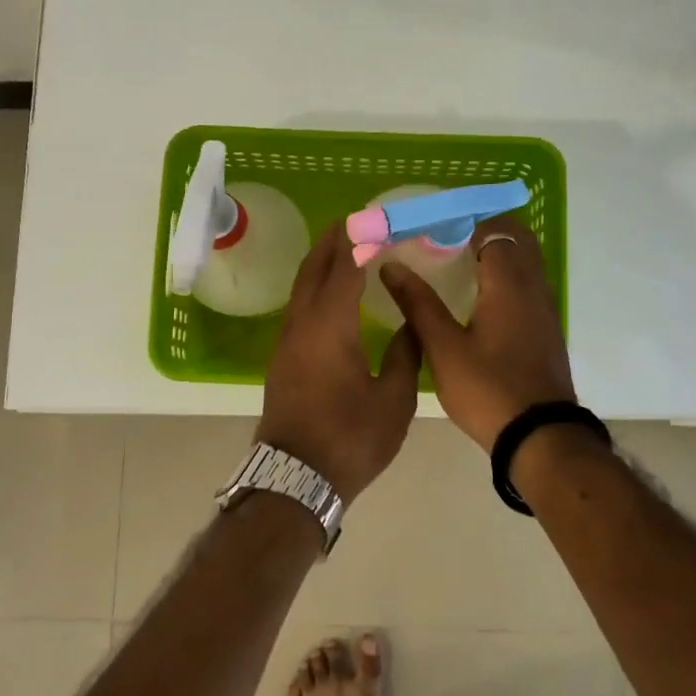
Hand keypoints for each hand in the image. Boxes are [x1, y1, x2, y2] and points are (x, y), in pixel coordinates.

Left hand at [256, 222, 422, 500]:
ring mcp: (287, 341)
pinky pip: (298, 307)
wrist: (295, 477)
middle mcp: (302, 324)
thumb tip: (413, 323)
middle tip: (354, 221)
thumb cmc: (351, 438)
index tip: (374, 217)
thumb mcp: (394, 400)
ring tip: (344, 249)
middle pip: (313, 269)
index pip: (344, 267)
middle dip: (332, 241)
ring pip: (301, 288)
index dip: (360, 239)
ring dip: (320, 263)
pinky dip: (315, 287)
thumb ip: (406, 354)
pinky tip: (331, 295)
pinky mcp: (282, 358)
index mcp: (330, 326)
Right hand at [379, 216, 574, 451]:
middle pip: (518, 239)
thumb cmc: (487, 389)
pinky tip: (479, 297)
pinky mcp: (546, 329)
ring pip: (527, 262)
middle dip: (485, 230)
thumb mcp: (443, 348)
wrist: (539, 437)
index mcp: (508, 284)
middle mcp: (533, 288)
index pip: (494, 230)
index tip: (435, 226)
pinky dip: (508, 276)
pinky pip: (529, 284)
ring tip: (458, 263)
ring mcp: (545, 309)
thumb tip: (392, 266)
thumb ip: (418, 304)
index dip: (466, 221)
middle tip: (447, 239)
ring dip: (499, 252)